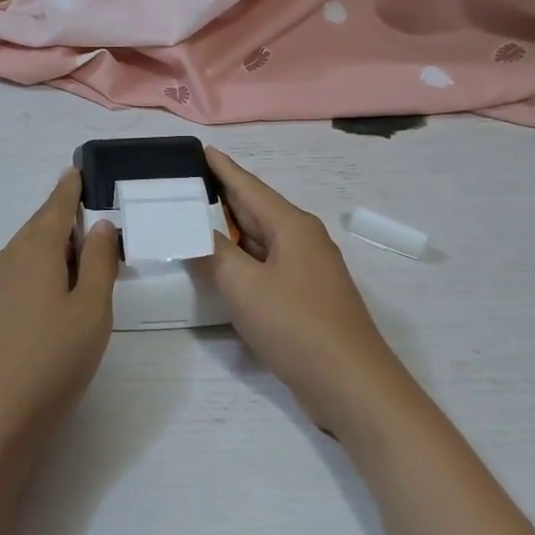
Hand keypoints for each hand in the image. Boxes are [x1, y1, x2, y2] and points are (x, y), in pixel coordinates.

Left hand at [0, 170, 119, 465]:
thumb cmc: (53, 360)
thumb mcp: (92, 310)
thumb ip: (100, 263)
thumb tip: (101, 226)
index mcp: (34, 249)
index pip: (55, 206)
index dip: (69, 188)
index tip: (77, 170)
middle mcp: (5, 257)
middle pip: (39, 229)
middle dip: (65, 224)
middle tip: (96, 233)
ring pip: (26, 254)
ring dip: (52, 253)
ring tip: (81, 272)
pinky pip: (14, 276)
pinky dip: (36, 274)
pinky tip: (50, 301)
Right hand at [197, 148, 411, 439]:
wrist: (351, 384)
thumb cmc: (296, 325)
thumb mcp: (243, 286)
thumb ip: (213, 254)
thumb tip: (193, 232)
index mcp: (292, 226)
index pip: (248, 186)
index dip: (222, 168)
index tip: (199, 149)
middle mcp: (302, 240)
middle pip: (255, 209)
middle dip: (220, 196)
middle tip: (182, 185)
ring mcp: (306, 270)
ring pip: (260, 239)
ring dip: (229, 230)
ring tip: (192, 220)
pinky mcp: (305, 297)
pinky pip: (265, 265)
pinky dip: (240, 259)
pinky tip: (221, 265)